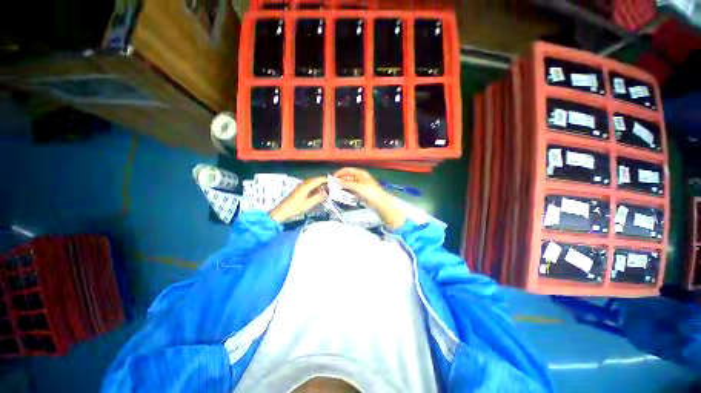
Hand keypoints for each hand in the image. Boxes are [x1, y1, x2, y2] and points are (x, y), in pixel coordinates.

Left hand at [270, 177, 326, 222]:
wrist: (281, 212)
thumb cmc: (295, 208)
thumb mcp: (308, 204)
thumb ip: (318, 198)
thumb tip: (326, 193)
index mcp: (305, 186)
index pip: (318, 179)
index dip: (326, 180)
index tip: (334, 182)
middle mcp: (303, 184)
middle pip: (315, 179)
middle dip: (323, 182)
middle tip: (331, 186)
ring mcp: (300, 187)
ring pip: (311, 182)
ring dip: (319, 185)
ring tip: (326, 190)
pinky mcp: (298, 190)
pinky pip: (308, 186)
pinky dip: (315, 187)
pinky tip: (317, 193)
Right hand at [334, 167, 404, 229]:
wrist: (379, 203)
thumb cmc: (370, 192)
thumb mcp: (358, 187)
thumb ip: (347, 184)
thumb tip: (337, 182)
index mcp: (360, 173)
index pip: (347, 170)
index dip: (340, 173)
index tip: (332, 178)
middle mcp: (359, 178)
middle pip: (347, 177)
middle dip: (340, 180)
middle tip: (332, 186)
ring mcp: (359, 185)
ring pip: (348, 184)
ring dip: (342, 186)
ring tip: (335, 190)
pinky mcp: (359, 192)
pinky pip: (350, 190)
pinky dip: (346, 191)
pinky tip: (341, 194)